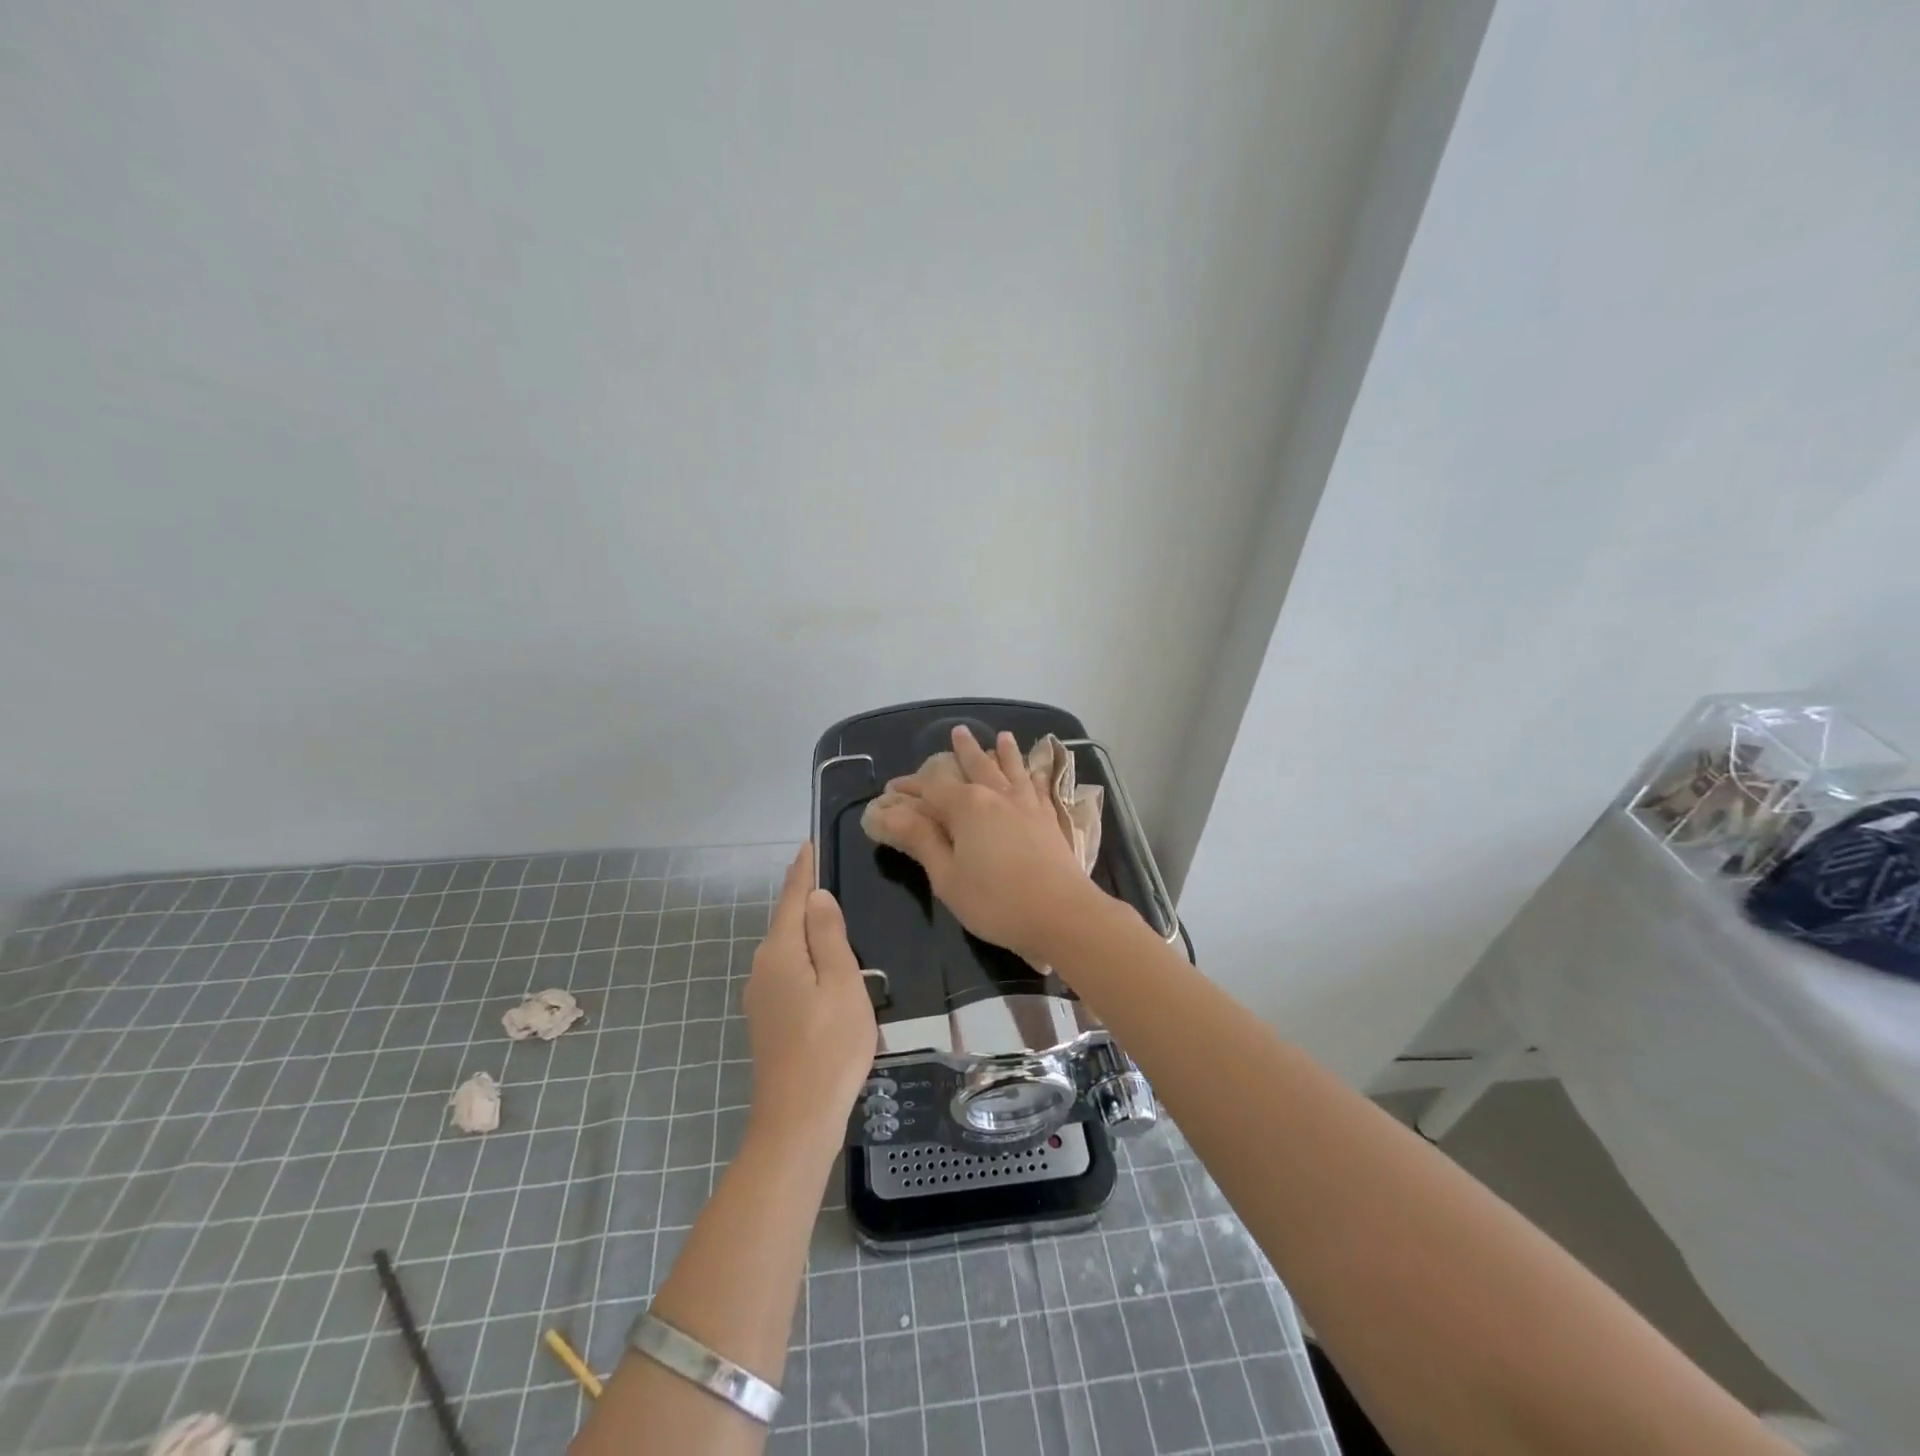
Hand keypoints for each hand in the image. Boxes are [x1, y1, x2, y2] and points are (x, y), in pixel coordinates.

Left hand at [742, 844, 877, 1143]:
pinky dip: (804, 957)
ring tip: (831, 916)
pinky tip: (822, 966)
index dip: (803, 871)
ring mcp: (760, 996)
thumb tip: (816, 897)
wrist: (798, 1118)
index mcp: (781, 953)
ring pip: (786, 949)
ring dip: (805, 930)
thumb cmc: (830, 1045)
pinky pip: (787, 971)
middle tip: (828, 875)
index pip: (792, 898)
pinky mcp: (767, 1019)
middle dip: (804, 898)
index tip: (809, 844)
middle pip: (785, 922)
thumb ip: (828, 936)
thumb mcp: (842, 983)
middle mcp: (762, 968)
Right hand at [870, 725, 1101, 963]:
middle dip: (964, 750)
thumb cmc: (995, 901)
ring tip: (1002, 736)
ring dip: (1005, 752)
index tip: (893, 788)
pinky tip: (1037, 770)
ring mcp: (1028, 805)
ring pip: (1013, 769)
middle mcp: (997, 795)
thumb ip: (921, 841)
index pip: (931, 787)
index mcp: (967, 806)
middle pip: (977, 766)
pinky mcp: (1050, 819)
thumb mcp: (947, 877)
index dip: (910, 786)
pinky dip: (1036, 774)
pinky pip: (1040, 787)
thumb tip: (891, 813)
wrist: (1062, 914)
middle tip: (958, 731)